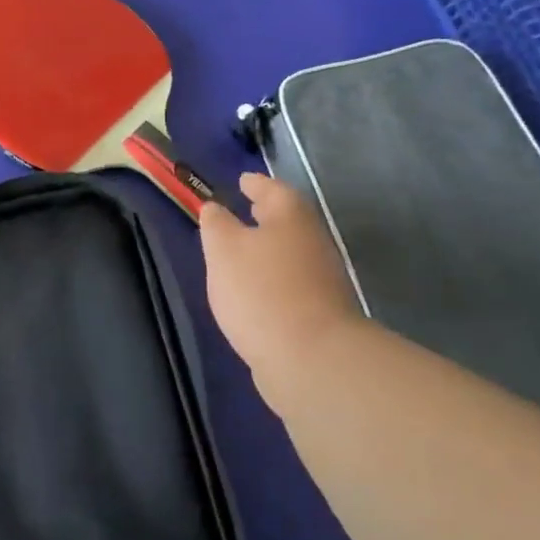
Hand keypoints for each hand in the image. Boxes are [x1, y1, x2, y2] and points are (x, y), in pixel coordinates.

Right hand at [200, 172, 366, 389]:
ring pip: (291, 251)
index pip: (271, 188)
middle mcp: (313, 240)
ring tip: (243, 252)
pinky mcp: (322, 312)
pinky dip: (274, 278)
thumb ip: (216, 224)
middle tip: (244, 210)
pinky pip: (293, 282)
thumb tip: (215, 209)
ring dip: (269, 248)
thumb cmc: (261, 290)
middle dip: (265, 214)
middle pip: (287, 219)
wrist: (311, 359)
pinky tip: (256, 291)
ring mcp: (323, 278)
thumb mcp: (223, 249)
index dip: (254, 183)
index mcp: (291, 216)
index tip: (241, 181)